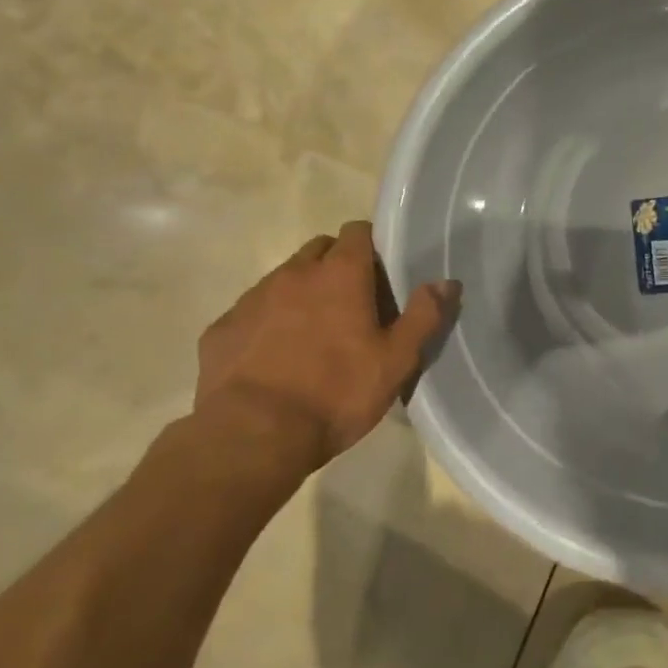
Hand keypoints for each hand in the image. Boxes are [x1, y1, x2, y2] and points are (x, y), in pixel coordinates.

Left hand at [195, 221, 460, 468]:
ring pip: (283, 279)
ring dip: (299, 294)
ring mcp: (252, 299)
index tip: (379, 273)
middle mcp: (294, 274)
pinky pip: (250, 312)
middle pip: (318, 249)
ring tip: (310, 335)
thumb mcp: (395, 361)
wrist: (252, 436)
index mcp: (340, 274)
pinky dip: (265, 323)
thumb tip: (446, 282)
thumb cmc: (336, 394)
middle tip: (349, 304)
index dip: (370, 245)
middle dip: (334, 266)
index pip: (357, 231)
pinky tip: (272, 358)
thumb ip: (423, 316)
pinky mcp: (221, 328)